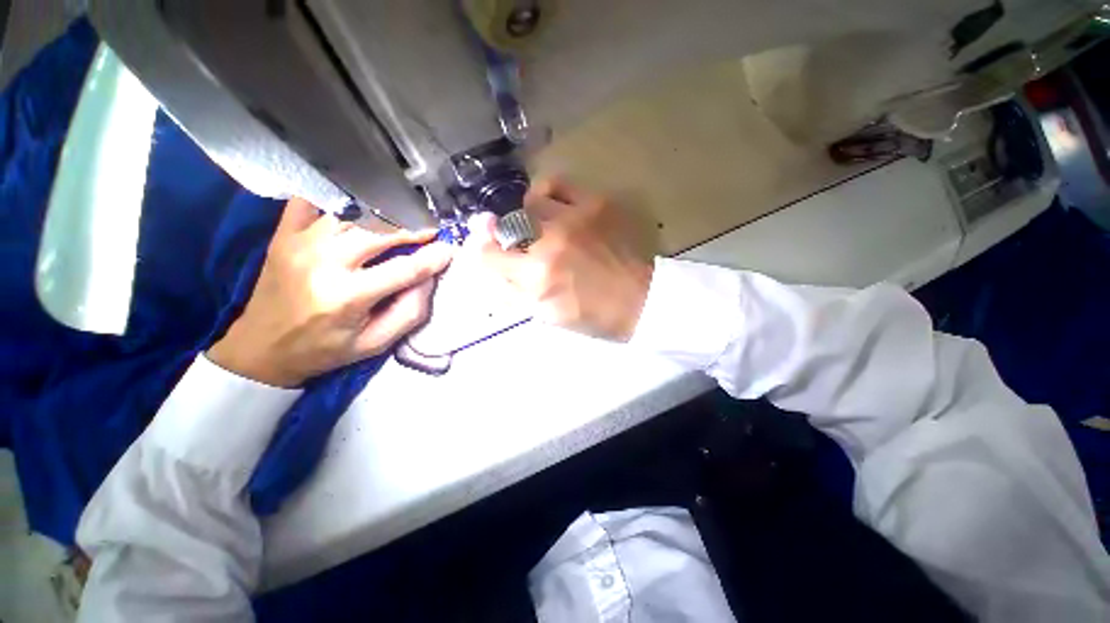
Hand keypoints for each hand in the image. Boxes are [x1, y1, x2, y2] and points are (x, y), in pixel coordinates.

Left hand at [208, 198, 452, 386]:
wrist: (262, 348)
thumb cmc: (325, 349)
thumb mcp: (376, 343)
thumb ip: (409, 312)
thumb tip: (429, 278)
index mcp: (347, 297)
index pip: (405, 269)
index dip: (433, 257)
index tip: (450, 250)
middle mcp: (323, 263)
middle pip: (380, 231)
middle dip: (412, 228)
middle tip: (430, 231)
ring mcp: (299, 243)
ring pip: (353, 213)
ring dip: (383, 214)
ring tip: (402, 219)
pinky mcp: (284, 235)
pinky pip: (312, 201)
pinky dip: (338, 198)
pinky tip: (356, 204)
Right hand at [473, 179, 654, 340]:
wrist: (639, 300)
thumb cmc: (591, 315)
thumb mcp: (545, 315)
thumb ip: (510, 291)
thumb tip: (483, 263)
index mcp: (537, 276)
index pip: (487, 253)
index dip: (480, 249)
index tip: (486, 247)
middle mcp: (550, 242)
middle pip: (507, 225)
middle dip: (507, 236)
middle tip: (522, 246)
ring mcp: (574, 218)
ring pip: (530, 202)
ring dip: (528, 217)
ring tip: (540, 227)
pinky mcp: (595, 203)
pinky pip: (557, 184)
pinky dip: (547, 193)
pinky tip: (553, 207)